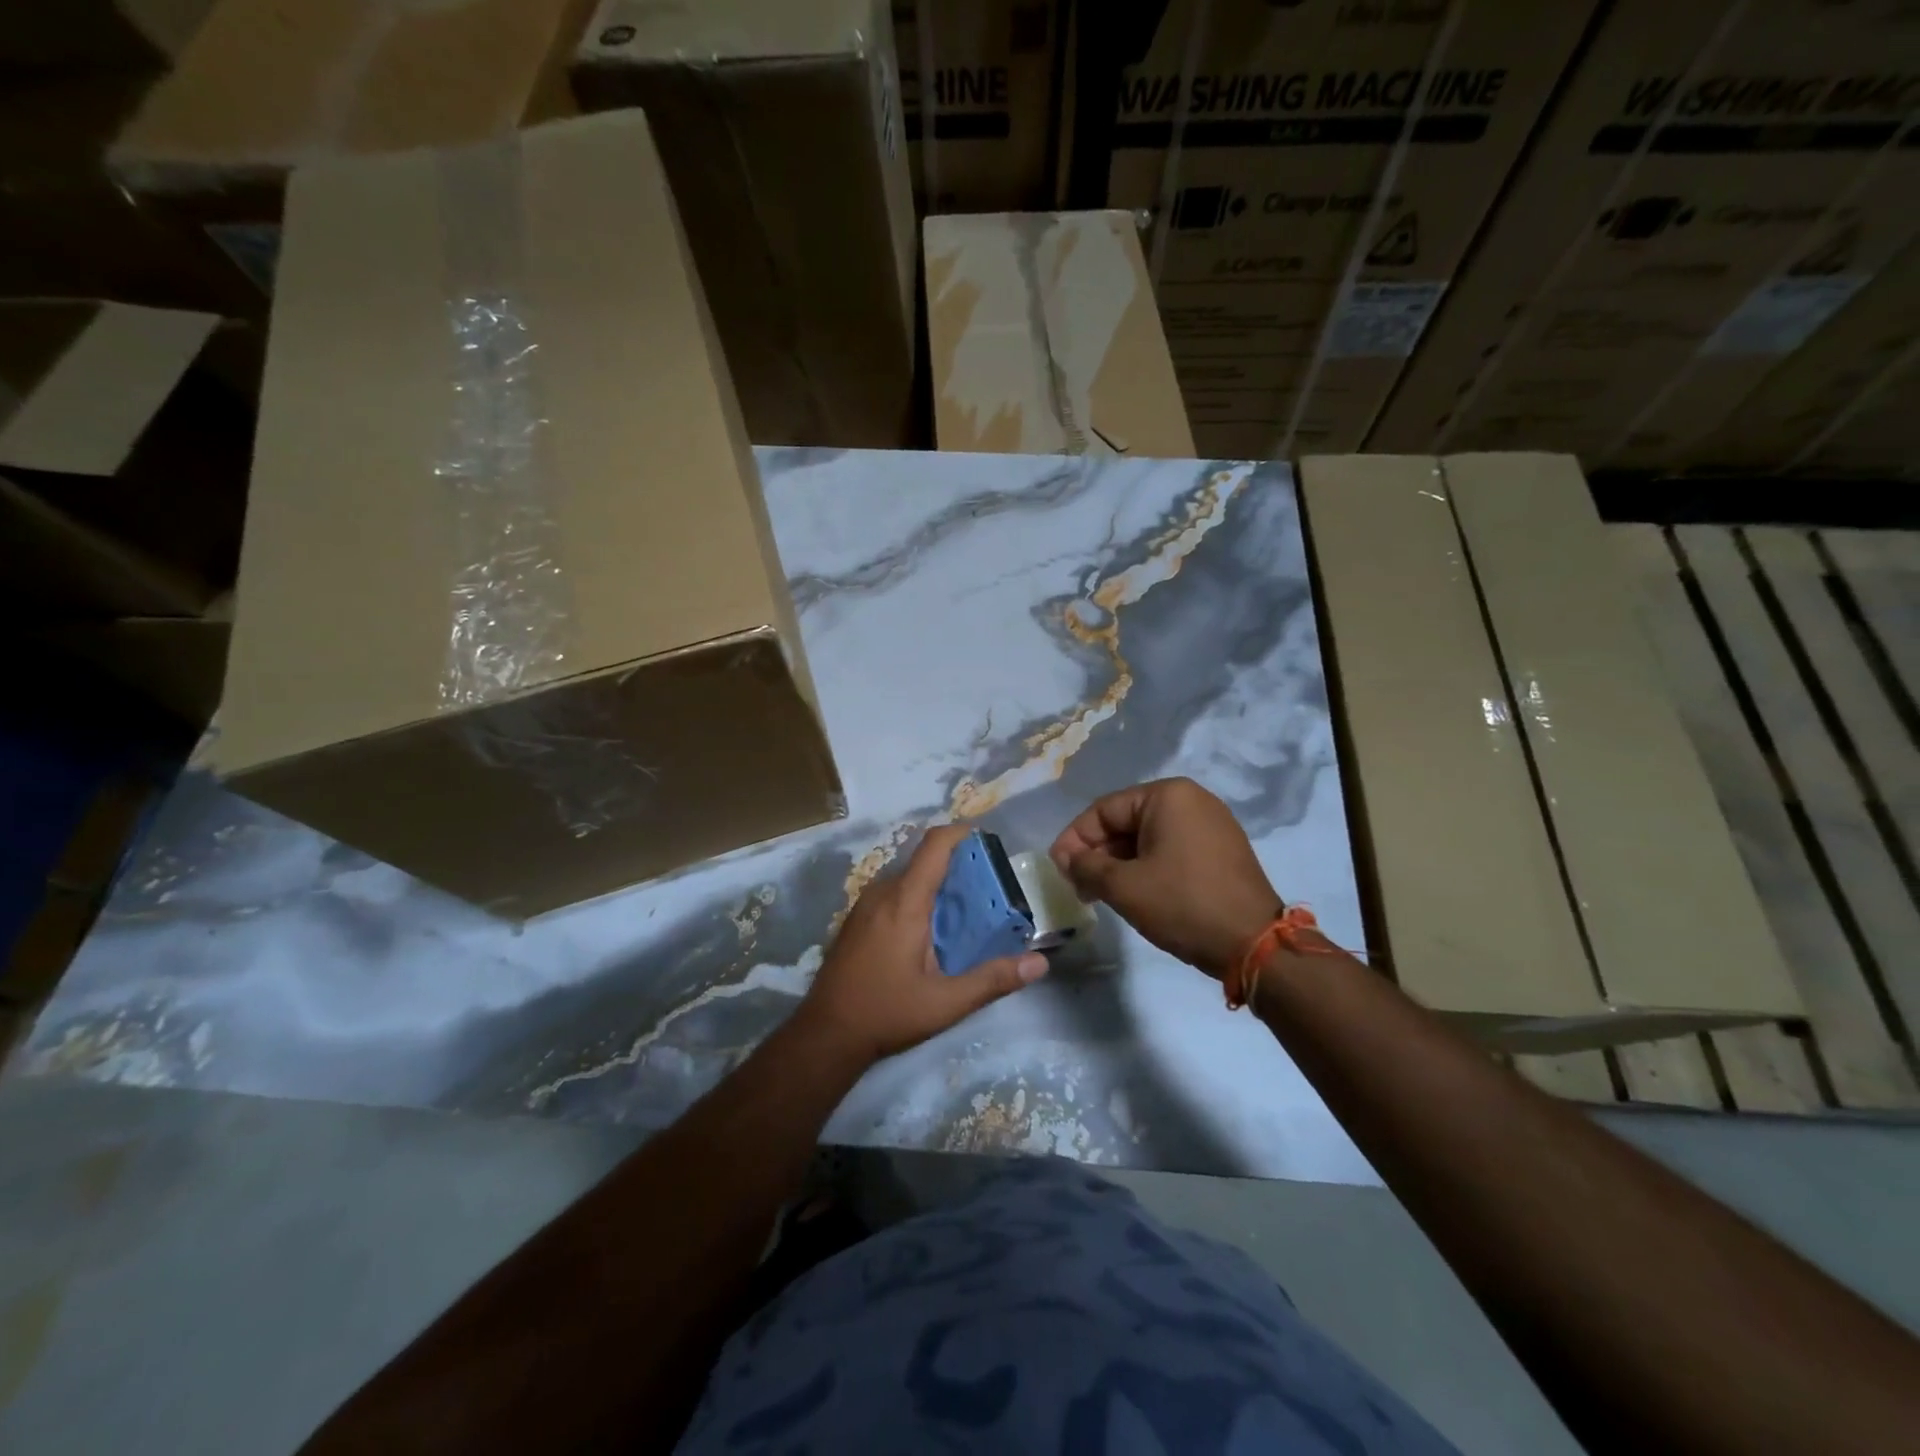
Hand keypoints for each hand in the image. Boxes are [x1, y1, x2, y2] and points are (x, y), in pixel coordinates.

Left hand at [795, 825, 1047, 1064]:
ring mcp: (865, 904)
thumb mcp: (946, 1002)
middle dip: (958, 866)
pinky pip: (893, 892)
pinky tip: (930, 931)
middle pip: (924, 860)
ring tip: (965, 911)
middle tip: (989, 890)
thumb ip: (993, 980)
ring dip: (936, 884)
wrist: (825, 1034)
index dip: (962, 834)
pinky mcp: (857, 919)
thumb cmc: (887, 1013)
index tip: (989, 844)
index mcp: (905, 901)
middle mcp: (883, 892)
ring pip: (908, 877)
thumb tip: (1039, 963)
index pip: (934, 845)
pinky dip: (917, 897)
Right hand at [1051, 778, 1280, 978]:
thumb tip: (1067, 859)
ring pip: (1147, 837)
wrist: (1254, 943)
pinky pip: (1171, 849)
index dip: (1074, 839)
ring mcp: (1211, 824)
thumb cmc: (1183, 904)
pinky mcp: (1222, 849)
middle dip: (1097, 853)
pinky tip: (1135, 893)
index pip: (1104, 810)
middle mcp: (1191, 800)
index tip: (1058, 869)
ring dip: (1119, 863)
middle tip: (1078, 886)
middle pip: (1126, 821)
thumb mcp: (1124, 886)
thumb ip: (1086, 866)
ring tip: (1102, 894)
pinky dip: (1146, 866)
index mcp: (1168, 796)